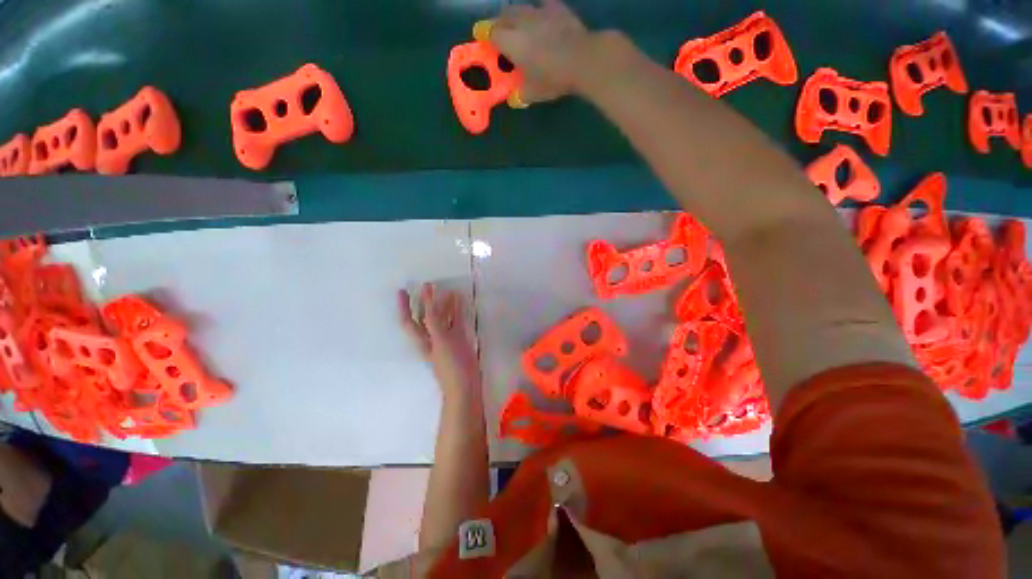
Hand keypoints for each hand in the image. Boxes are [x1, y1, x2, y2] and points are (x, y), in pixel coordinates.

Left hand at [398, 284, 480, 401]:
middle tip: (428, 285)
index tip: (402, 290)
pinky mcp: (459, 341)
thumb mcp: (440, 343)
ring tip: (449, 291)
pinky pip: (456, 322)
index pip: (409, 321)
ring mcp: (446, 339)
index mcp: (423, 340)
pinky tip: (461, 303)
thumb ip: (434, 323)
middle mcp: (432, 338)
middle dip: (425, 302)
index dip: (404, 306)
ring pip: (442, 318)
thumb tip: (428, 304)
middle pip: (425, 317)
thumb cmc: (451, 366)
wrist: (465, 386)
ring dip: (444, 304)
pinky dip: (457, 312)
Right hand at [490, 0, 591, 103]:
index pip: (491, 33)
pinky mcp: (557, 7)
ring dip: (517, 16)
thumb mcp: (533, 93)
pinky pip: (543, 4)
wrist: (582, 60)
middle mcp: (521, 21)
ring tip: (520, 26)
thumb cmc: (552, 78)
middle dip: (500, 24)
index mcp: (511, 41)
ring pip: (521, 7)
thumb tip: (514, 98)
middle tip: (502, 35)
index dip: (487, 38)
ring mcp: (540, 11)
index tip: (488, 44)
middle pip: (503, 15)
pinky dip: (539, 10)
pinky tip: (542, 18)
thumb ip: (520, 94)